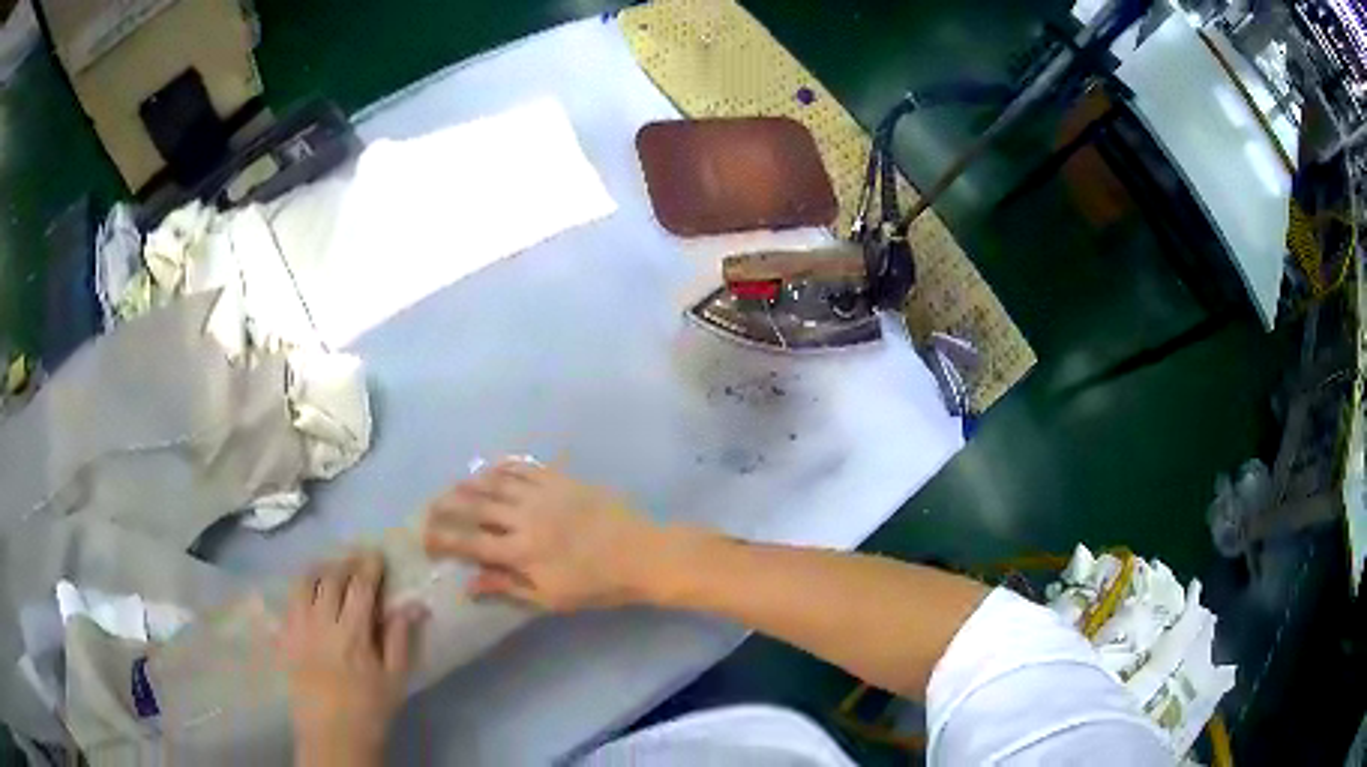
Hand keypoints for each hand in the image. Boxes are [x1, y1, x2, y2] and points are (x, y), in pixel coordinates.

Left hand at [279, 551, 425, 766]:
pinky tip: (308, 595)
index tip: (376, 556)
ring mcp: (298, 628)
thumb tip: (414, 605)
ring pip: (303, 584)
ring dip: (318, 571)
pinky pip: (288, 602)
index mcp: (353, 634)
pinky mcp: (284, 638)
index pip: (359, 586)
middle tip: (356, 562)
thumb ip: (399, 639)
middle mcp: (322, 623)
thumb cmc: (370, 709)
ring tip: (330, 571)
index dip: (368, 566)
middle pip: (330, 578)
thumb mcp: (394, 679)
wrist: (333, 735)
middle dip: (345, 564)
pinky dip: (300, 590)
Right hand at [422, 462, 675, 610]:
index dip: (443, 540)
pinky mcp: (560, 479)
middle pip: (475, 507)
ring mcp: (543, 494)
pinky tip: (489, 470)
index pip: (470, 543)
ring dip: (469, 484)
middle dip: (447, 507)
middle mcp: (525, 518)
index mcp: (522, 552)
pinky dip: (501, 467)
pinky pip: (523, 467)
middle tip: (430, 508)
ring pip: (495, 483)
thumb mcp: (551, 598)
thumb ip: (507, 587)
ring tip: (452, 488)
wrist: (641, 554)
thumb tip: (469, 584)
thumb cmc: (597, 584)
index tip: (425, 539)